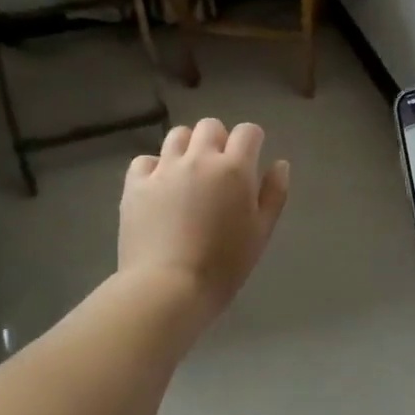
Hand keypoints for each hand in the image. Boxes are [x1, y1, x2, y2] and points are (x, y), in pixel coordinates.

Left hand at [118, 118, 290, 322]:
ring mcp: (163, 169)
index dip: (252, 141)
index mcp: (234, 169)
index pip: (248, 132)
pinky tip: (159, 189)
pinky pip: (145, 160)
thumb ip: (274, 194)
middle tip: (219, 169)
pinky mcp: (135, 184)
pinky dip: (154, 168)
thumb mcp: (261, 233)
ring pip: (177, 136)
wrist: (168, 288)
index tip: (251, 158)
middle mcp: (198, 159)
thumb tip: (279, 164)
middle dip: (219, 140)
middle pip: (210, 126)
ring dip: (187, 147)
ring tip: (188, 174)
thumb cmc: (224, 265)